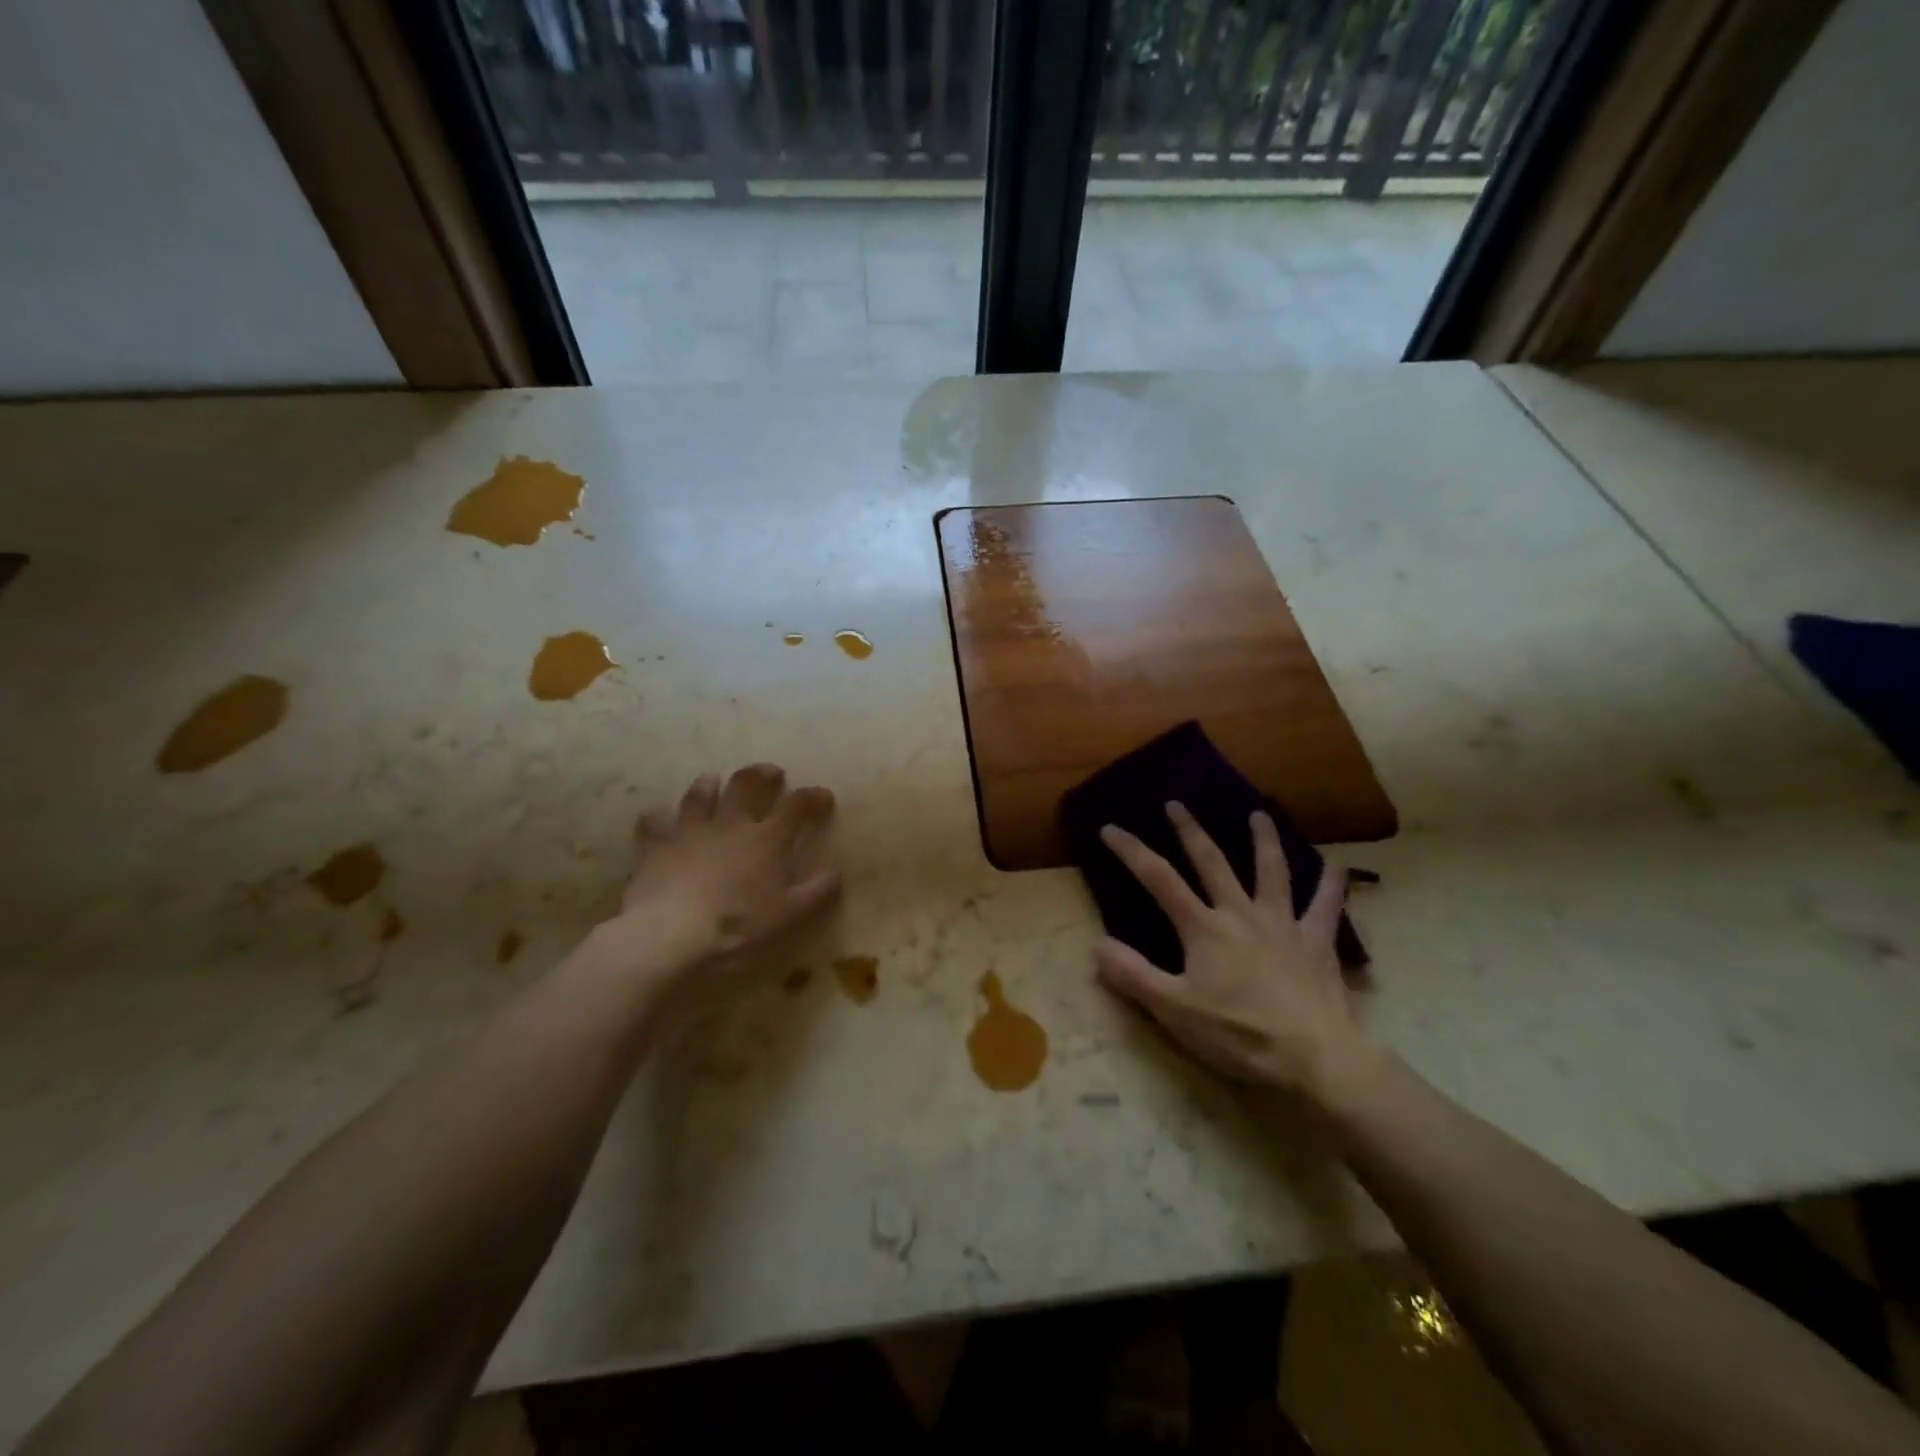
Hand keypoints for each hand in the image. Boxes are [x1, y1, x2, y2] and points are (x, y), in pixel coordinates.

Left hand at [596, 764, 839, 987]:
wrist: (670, 933)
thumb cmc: (737, 925)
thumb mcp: (789, 915)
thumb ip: (817, 891)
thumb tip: (838, 870)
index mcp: (767, 839)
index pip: (797, 806)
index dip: (812, 797)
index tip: (823, 794)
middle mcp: (731, 824)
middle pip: (747, 785)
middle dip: (761, 774)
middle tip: (770, 771)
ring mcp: (691, 831)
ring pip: (700, 795)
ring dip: (709, 785)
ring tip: (712, 780)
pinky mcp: (657, 846)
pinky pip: (654, 823)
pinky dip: (657, 818)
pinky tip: (657, 817)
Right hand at [1093, 802, 1368, 1098]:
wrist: (1314, 1057)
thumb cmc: (1240, 1034)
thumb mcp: (1175, 1010)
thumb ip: (1134, 975)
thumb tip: (1096, 944)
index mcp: (1204, 928)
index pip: (1159, 880)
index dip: (1132, 851)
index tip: (1111, 828)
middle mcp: (1241, 914)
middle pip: (1212, 862)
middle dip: (1190, 831)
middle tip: (1176, 804)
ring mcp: (1283, 924)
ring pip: (1272, 871)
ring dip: (1264, 840)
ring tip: (1259, 814)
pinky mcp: (1317, 943)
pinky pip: (1326, 907)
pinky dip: (1333, 885)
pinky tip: (1339, 866)